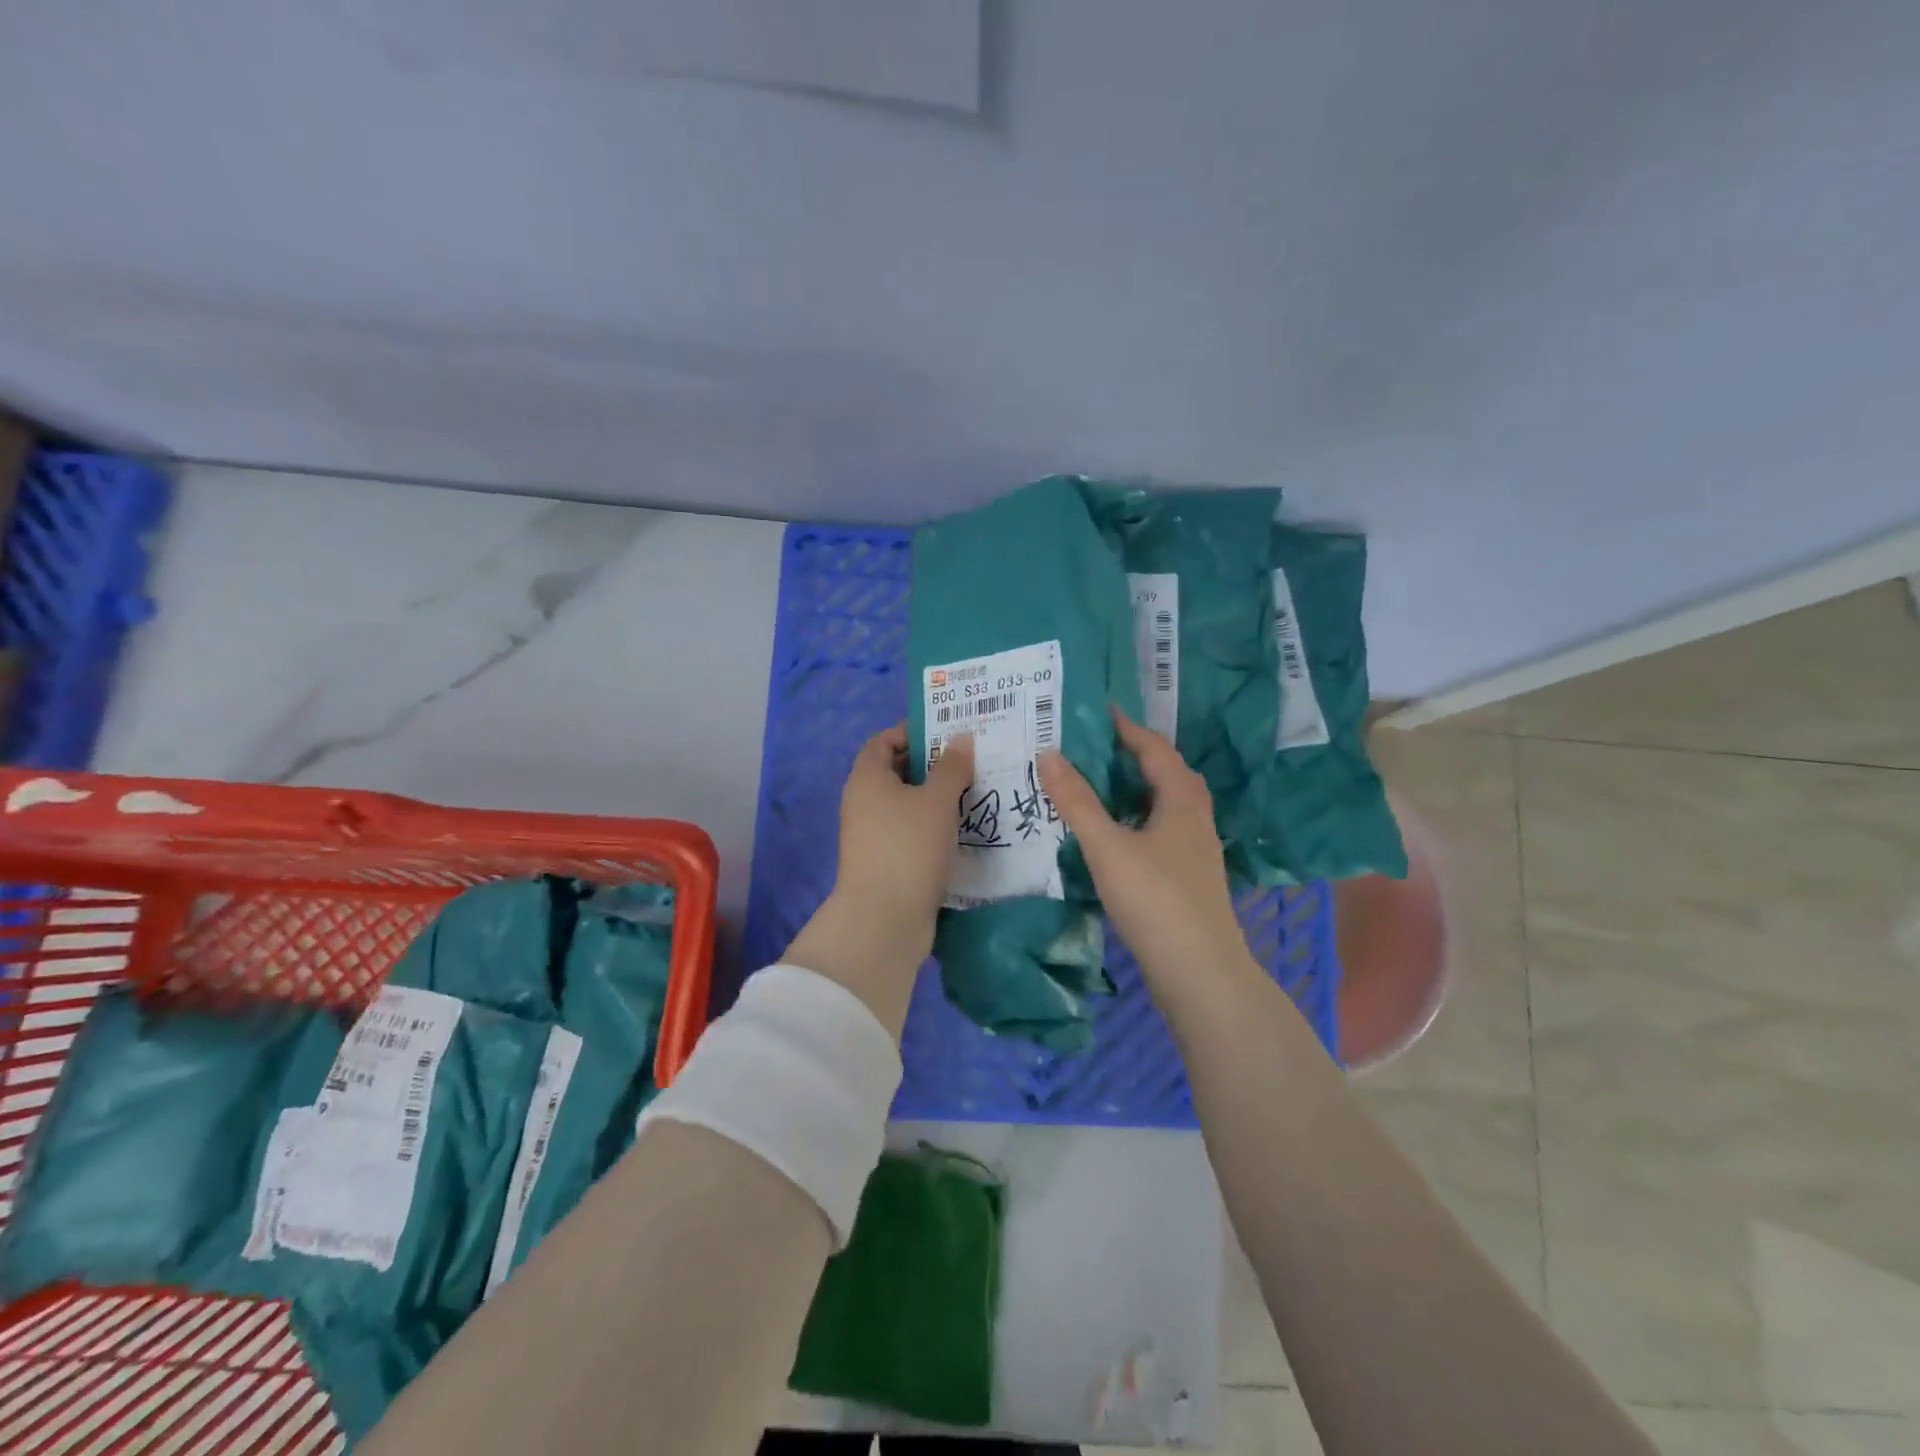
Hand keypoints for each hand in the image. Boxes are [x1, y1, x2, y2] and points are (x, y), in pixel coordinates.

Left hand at [785, 725, 973, 1035]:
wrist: (884, 919)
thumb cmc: (908, 847)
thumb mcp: (936, 800)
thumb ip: (951, 767)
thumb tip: (961, 739)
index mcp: (867, 778)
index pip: (885, 740)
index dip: (914, 732)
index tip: (950, 732)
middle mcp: (864, 802)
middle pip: (898, 771)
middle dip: (934, 764)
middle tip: (974, 761)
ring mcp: (873, 835)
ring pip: (909, 804)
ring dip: (939, 797)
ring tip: (979, 791)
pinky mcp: (887, 861)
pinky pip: (913, 832)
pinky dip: (936, 826)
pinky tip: (967, 828)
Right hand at [1039, 707, 1250, 986]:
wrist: (1200, 973)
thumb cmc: (1155, 900)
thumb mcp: (1108, 846)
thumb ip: (1077, 801)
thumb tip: (1049, 754)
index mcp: (1181, 801)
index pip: (1155, 749)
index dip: (1127, 728)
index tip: (1100, 710)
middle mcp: (1196, 818)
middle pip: (1168, 774)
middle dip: (1136, 754)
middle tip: (1097, 745)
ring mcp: (1197, 850)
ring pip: (1167, 805)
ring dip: (1138, 788)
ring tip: (1102, 784)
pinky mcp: (1190, 877)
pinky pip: (1164, 830)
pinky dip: (1140, 819)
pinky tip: (1118, 836)